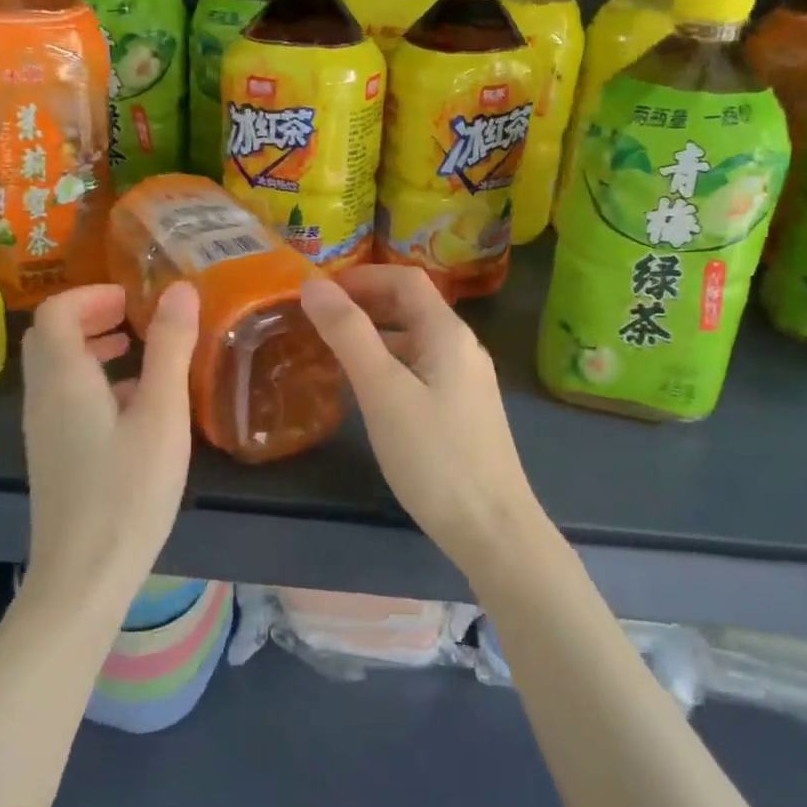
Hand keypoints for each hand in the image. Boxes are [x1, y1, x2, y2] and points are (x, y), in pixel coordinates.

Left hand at [20, 282, 199, 614]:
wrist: (84, 576)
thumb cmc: (127, 490)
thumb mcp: (162, 414)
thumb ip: (170, 348)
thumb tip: (180, 288)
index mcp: (63, 378)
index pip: (55, 312)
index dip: (92, 295)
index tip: (134, 299)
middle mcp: (43, 397)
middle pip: (51, 336)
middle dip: (91, 315)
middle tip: (135, 316)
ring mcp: (43, 429)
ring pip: (57, 368)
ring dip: (91, 346)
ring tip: (136, 349)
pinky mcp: (52, 454)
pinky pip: (64, 397)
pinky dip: (92, 380)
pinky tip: (134, 404)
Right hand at [300, 266, 545, 574]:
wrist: (493, 530)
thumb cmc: (434, 455)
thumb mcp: (382, 390)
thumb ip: (347, 334)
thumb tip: (313, 285)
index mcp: (447, 333)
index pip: (405, 279)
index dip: (361, 276)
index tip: (318, 292)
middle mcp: (462, 348)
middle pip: (411, 306)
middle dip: (364, 303)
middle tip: (317, 319)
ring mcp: (466, 381)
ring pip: (414, 340)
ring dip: (374, 335)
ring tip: (331, 351)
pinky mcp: (462, 411)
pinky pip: (420, 369)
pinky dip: (388, 364)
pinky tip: (366, 390)